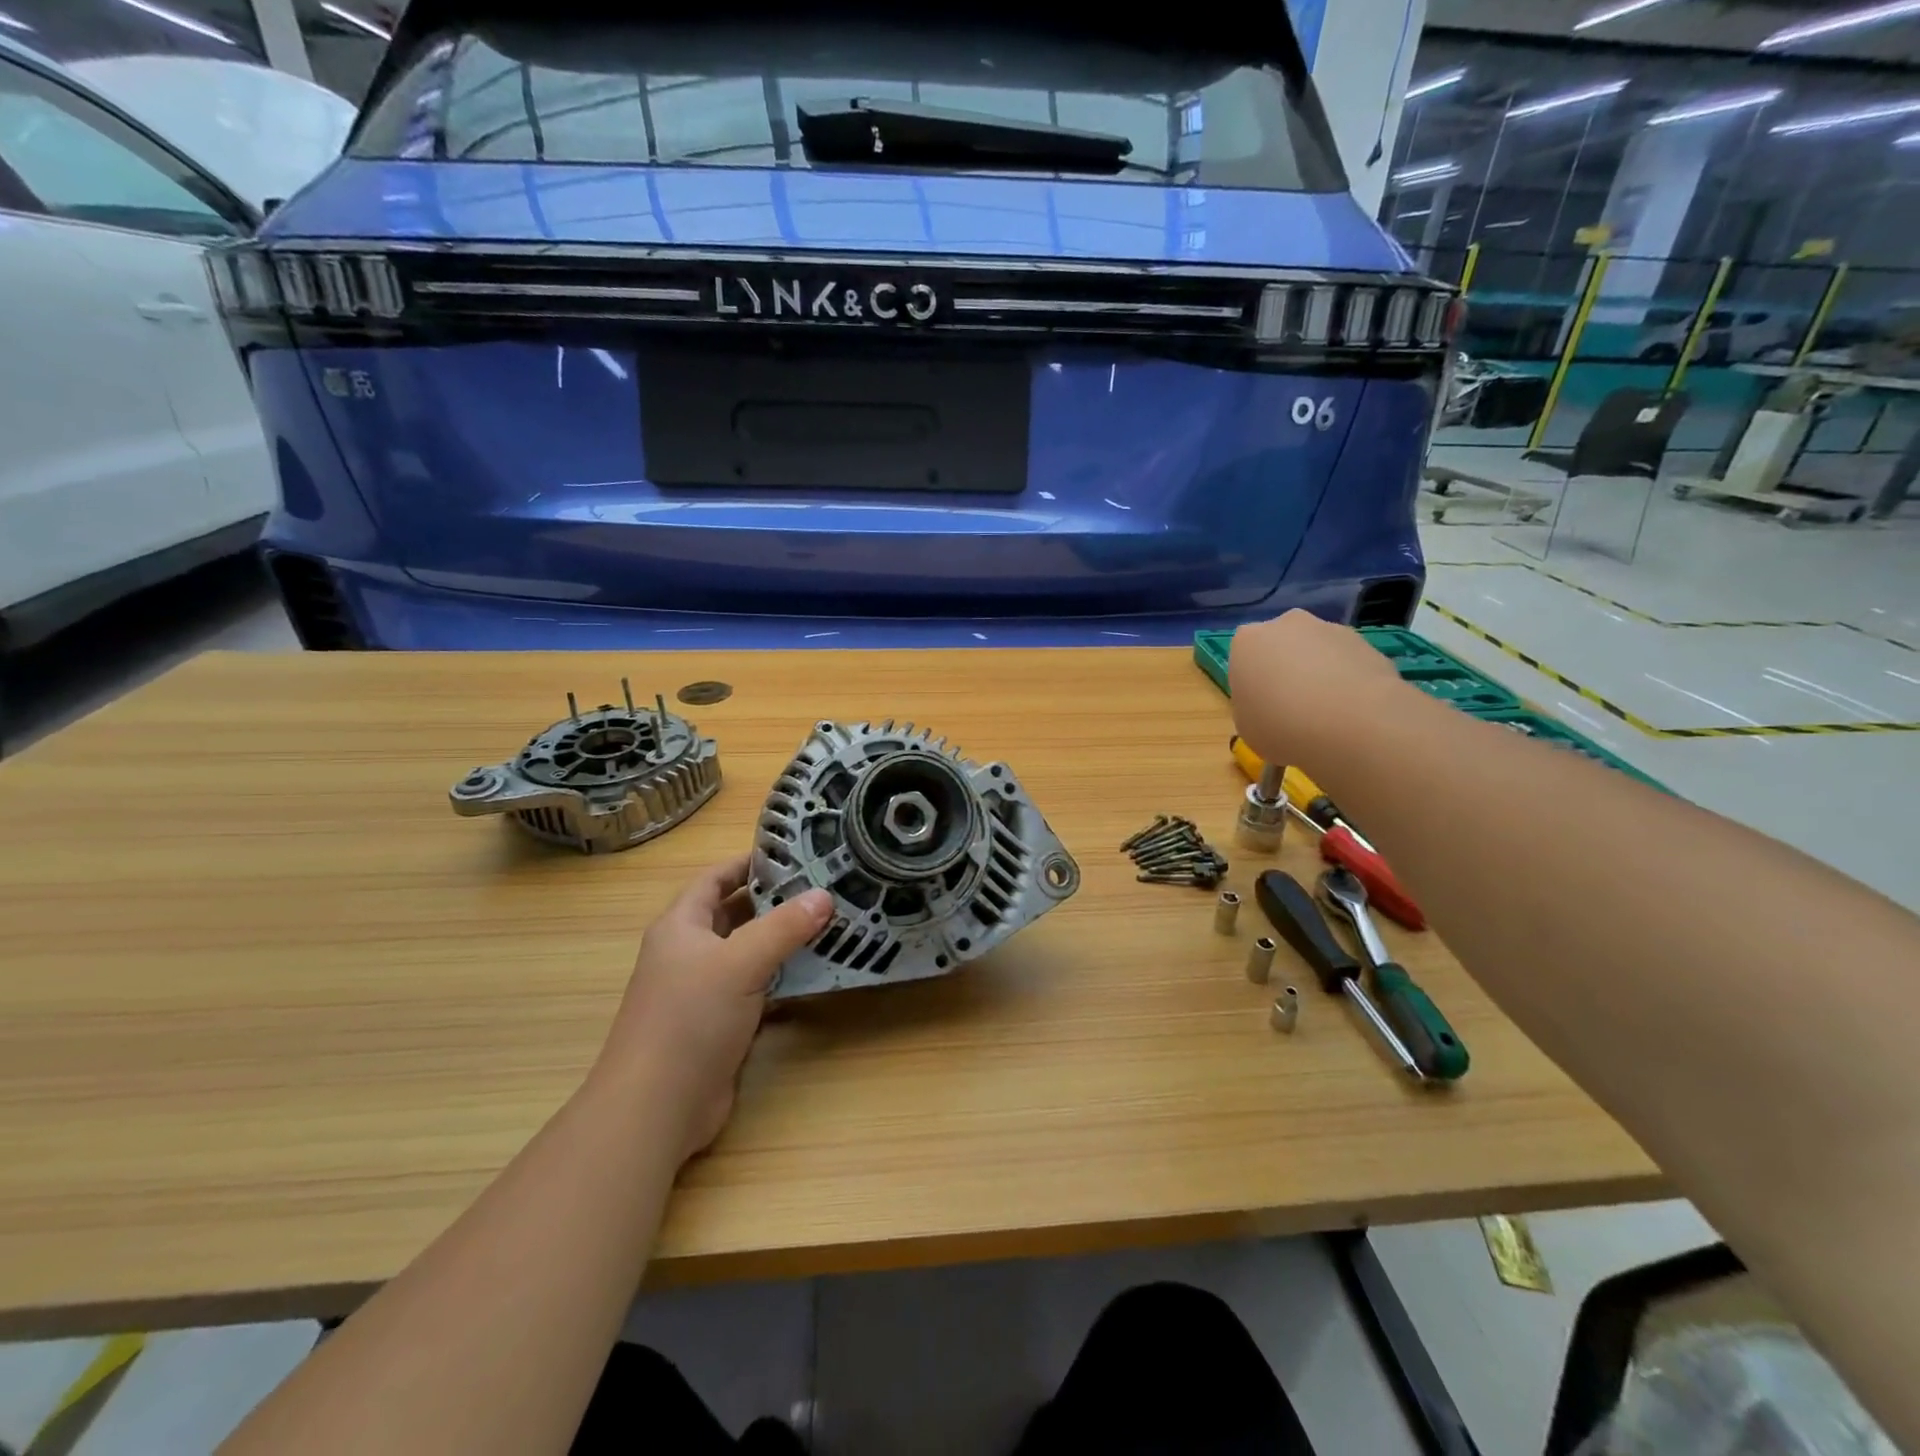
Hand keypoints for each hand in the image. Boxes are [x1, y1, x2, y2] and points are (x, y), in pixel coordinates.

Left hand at [595, 855, 831, 1161]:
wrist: (656, 1107)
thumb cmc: (690, 1018)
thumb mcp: (741, 962)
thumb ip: (784, 927)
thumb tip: (824, 895)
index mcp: (681, 926)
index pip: (714, 879)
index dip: (747, 863)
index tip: (792, 854)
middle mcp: (689, 953)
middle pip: (734, 915)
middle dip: (775, 901)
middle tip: (823, 887)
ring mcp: (703, 991)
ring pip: (748, 953)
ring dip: (782, 942)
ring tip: (829, 923)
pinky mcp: (719, 1024)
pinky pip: (756, 989)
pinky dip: (783, 980)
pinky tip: (816, 974)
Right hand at [1229, 610, 1400, 769]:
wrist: (1352, 725)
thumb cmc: (1281, 726)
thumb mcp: (1246, 726)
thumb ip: (1252, 706)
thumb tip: (1268, 707)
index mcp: (1248, 641)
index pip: (1244, 657)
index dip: (1252, 683)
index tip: (1261, 707)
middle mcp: (1287, 624)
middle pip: (1282, 646)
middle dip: (1286, 670)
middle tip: (1292, 708)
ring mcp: (1330, 630)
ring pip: (1317, 652)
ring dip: (1319, 674)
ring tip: (1328, 714)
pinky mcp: (1367, 643)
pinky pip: (1348, 663)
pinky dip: (1348, 682)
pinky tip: (1352, 712)